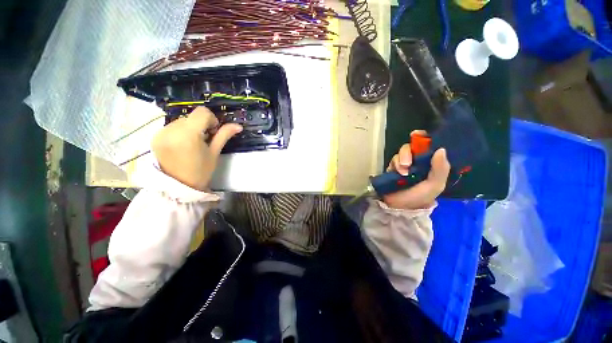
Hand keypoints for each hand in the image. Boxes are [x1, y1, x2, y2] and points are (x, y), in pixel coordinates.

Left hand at [151, 107, 242, 190]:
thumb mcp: (214, 152)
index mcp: (188, 134)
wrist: (178, 187)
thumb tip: (238, 126)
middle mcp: (171, 129)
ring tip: (193, 144)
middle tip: (205, 140)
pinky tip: (183, 146)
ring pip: (182, 121)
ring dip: (190, 128)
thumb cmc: (201, 171)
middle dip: (201, 125)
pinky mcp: (154, 137)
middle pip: (192, 116)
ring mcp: (160, 133)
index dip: (212, 119)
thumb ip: (224, 135)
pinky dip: (180, 132)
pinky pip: (172, 127)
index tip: (213, 132)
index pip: (202, 112)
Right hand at [382, 136, 450, 209]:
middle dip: (409, 152)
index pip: (430, 146)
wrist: (400, 206)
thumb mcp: (435, 185)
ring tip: (403, 171)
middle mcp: (419, 161)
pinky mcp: (393, 167)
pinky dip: (395, 163)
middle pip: (413, 146)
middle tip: (408, 163)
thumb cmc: (420, 197)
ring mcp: (405, 163)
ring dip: (402, 159)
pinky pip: (394, 159)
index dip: (425, 138)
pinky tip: (397, 172)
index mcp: (431, 164)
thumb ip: (440, 169)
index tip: (418, 134)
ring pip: (402, 152)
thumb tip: (441, 149)